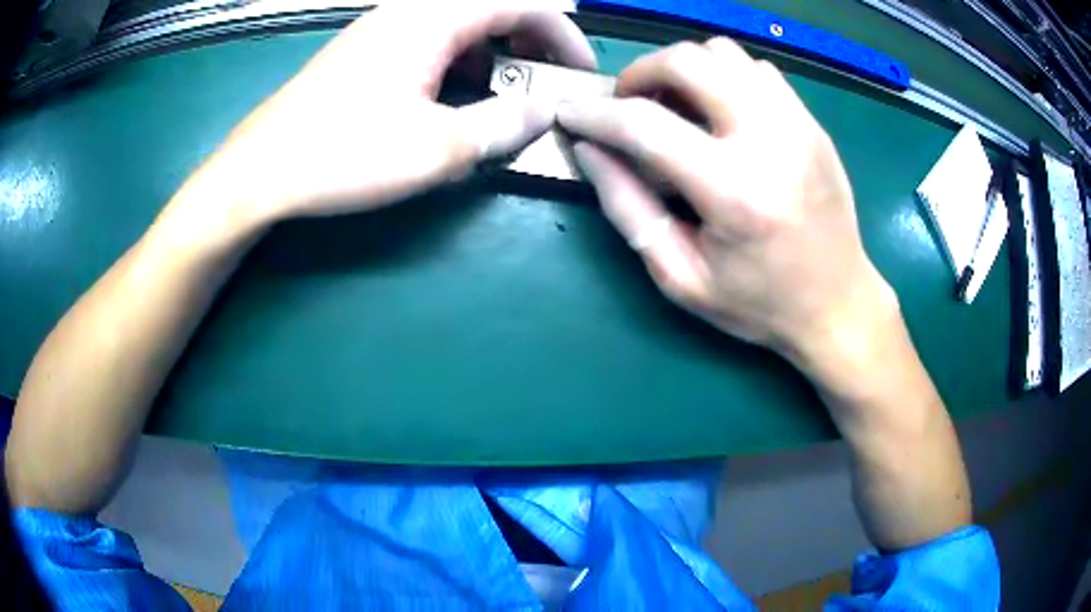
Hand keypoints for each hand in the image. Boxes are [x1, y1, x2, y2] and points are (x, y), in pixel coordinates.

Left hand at [181, 1, 595, 227]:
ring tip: (501, 99)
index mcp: (431, 19)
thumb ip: (502, 125)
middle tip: (543, 84)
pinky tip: (451, 103)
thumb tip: (542, 112)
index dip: (562, 33)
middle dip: (528, 44)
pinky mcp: (363, 55)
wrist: (259, 172)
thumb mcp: (436, 148)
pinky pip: (427, 46)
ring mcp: (381, 32)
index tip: (579, 70)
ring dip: (492, 58)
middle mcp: (407, 13)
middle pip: (489, 10)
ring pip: (457, 29)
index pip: (520, 4)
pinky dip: (456, 67)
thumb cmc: (343, 154)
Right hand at [558, 39, 895, 365]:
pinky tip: (719, 113)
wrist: (839, 305)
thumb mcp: (682, 277)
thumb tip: (590, 151)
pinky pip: (757, 70)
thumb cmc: (759, 304)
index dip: (595, 114)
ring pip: (724, 53)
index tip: (570, 113)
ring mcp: (798, 125)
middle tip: (629, 105)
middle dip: (641, 73)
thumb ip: (629, 209)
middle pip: (689, 61)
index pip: (645, 125)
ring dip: (685, 69)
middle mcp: (771, 142)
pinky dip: (724, 77)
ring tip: (675, 106)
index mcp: (733, 193)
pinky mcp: (812, 123)